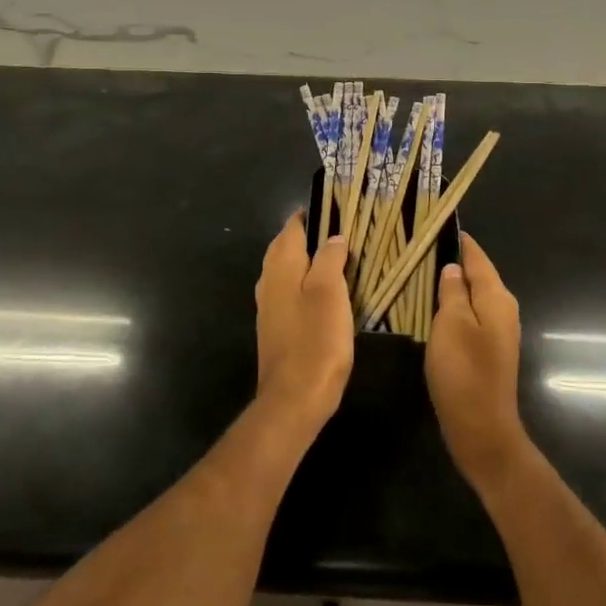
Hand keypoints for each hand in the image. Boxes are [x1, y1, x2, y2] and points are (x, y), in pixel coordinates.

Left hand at [254, 214, 354, 438]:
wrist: (294, 398)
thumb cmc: (316, 340)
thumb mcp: (330, 293)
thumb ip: (330, 259)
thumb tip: (333, 237)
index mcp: (281, 266)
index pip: (292, 229)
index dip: (310, 216)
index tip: (333, 207)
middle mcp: (268, 281)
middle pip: (285, 248)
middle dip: (307, 236)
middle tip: (337, 230)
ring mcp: (269, 307)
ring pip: (285, 271)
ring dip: (305, 260)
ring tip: (334, 257)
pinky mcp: (275, 329)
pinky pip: (288, 293)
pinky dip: (304, 283)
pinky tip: (322, 293)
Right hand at [426, 233, 530, 495]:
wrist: (481, 428)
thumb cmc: (464, 372)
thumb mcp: (451, 324)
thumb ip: (453, 291)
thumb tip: (454, 268)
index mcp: (497, 297)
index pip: (477, 257)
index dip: (459, 240)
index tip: (437, 223)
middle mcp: (503, 309)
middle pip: (478, 275)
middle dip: (454, 260)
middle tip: (422, 246)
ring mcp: (498, 331)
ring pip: (473, 296)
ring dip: (452, 284)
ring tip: (422, 271)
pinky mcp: (488, 350)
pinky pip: (470, 315)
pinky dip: (454, 306)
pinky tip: (433, 307)